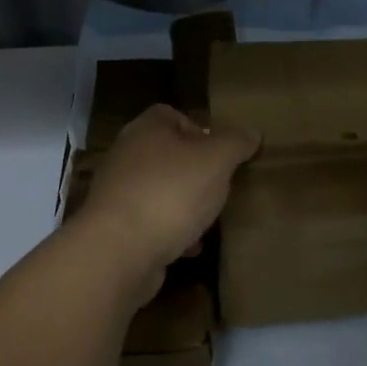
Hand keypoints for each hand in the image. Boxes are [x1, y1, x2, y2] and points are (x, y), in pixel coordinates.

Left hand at [77, 105, 259, 302]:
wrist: (119, 250)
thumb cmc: (171, 192)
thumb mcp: (216, 160)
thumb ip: (236, 143)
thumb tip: (251, 134)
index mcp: (146, 129)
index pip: (173, 115)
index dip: (201, 130)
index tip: (222, 153)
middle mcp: (127, 155)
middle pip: (168, 155)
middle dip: (196, 172)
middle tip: (220, 186)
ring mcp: (118, 193)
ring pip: (160, 191)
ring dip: (185, 205)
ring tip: (208, 219)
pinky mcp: (116, 228)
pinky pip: (151, 223)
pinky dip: (171, 232)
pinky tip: (189, 247)